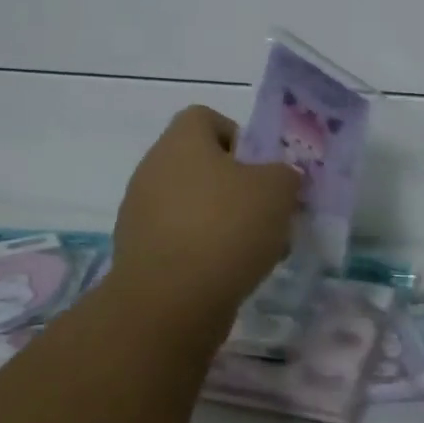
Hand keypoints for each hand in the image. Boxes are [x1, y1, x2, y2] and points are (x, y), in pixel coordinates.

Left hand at [112, 105, 301, 319]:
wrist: (169, 304)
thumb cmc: (225, 228)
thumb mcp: (277, 191)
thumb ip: (285, 174)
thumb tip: (281, 176)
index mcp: (180, 141)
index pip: (206, 118)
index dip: (239, 137)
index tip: (262, 168)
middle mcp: (153, 168)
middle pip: (202, 165)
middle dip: (237, 186)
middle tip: (267, 212)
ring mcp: (140, 213)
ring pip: (193, 205)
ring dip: (223, 221)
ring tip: (256, 250)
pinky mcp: (138, 254)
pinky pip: (180, 240)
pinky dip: (204, 251)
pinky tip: (231, 275)